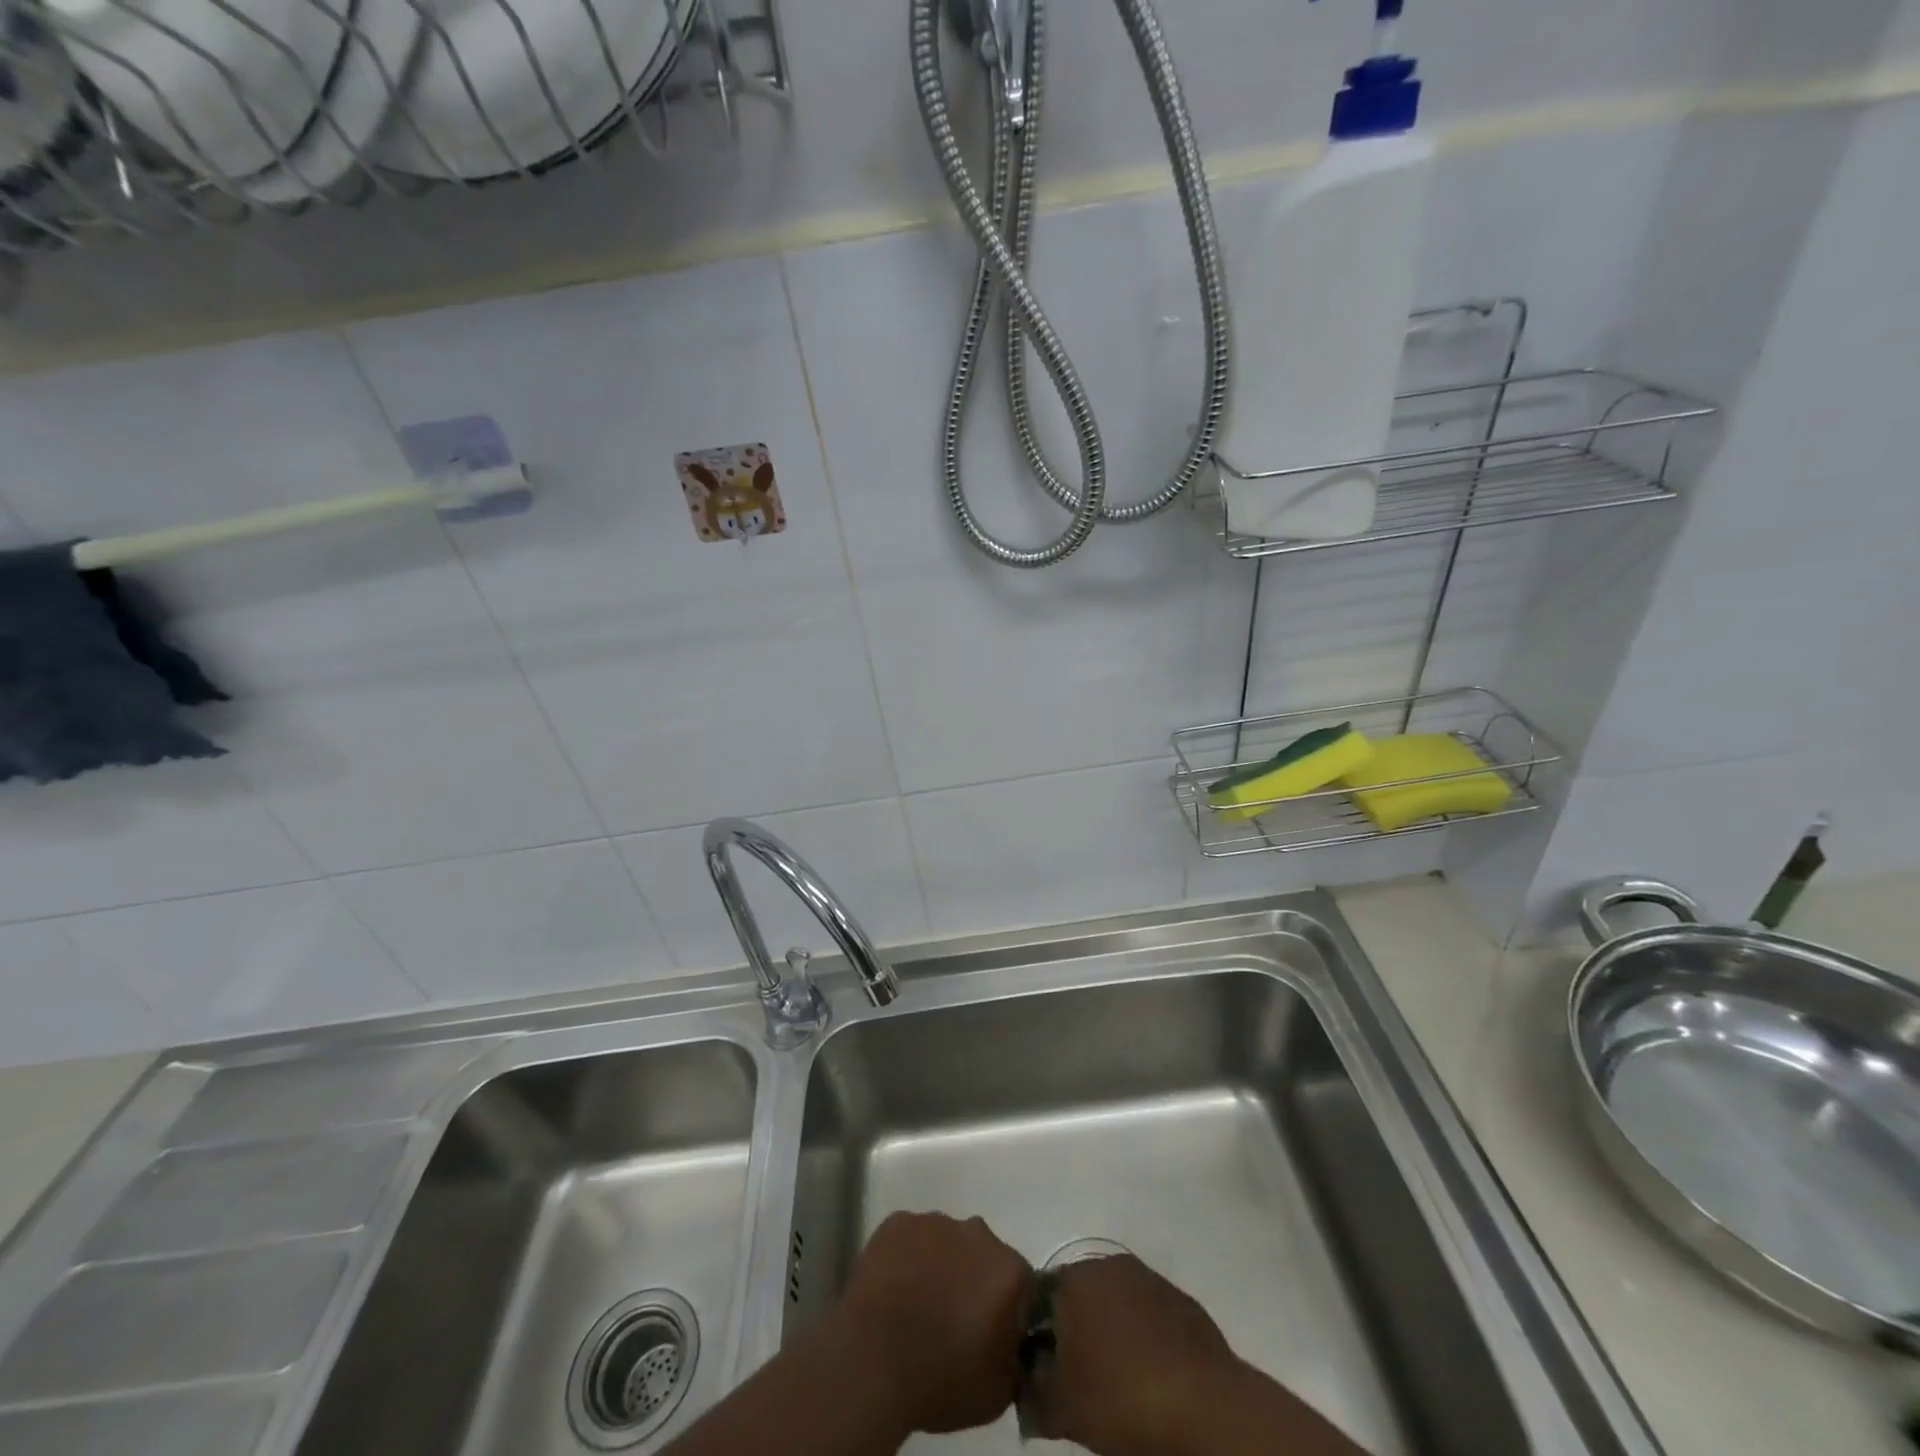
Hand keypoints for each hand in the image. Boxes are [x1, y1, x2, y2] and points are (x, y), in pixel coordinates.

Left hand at [835, 1211, 1033, 1435]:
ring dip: (941, 1265)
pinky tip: (896, 1288)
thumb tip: (1013, 1345)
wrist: (872, 1360)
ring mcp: (935, 1222)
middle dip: (974, 1280)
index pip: (1021, 1284)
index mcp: (1008, 1271)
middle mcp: (977, 1233)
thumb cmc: (940, 1379)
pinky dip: (908, 1257)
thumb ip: (1016, 1359)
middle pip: (983, 1255)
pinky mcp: (898, 1221)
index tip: (991, 1332)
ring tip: (919, 1303)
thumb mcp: (997, 1393)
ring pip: (946, 1241)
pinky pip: (911, 1237)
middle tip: (954, 1318)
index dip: (1008, 1309)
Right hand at [1031, 1254, 1244, 1455]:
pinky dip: (1145, 1341)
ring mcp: (1151, 1280)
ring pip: (1118, 1303)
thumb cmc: (1121, 1401)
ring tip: (1117, 1383)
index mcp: (1075, 1280)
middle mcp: (1109, 1266)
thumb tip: (1024, 1393)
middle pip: (1081, 1294)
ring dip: (1112, 1333)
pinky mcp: (1184, 1304)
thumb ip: (1033, 1398)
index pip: (1040, 1295)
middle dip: (1076, 1330)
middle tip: (1077, 1379)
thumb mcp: (1062, 1412)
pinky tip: (1152, 1380)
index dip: (1037, 1333)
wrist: (1205, 1410)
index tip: (1042, 1370)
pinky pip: (1151, 1317)